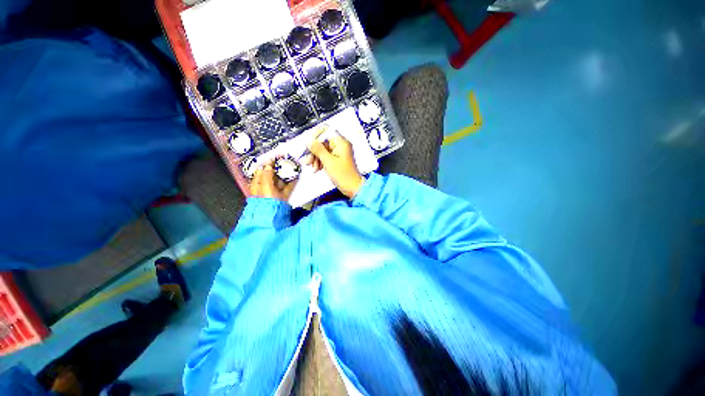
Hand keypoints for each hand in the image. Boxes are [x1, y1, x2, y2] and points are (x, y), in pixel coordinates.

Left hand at [250, 159, 296, 201]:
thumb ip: (266, 174)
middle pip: (271, 174)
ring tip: (291, 167)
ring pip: (280, 180)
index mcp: (257, 183)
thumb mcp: (265, 185)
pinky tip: (296, 177)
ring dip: (286, 173)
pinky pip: (287, 187)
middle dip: (278, 167)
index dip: (268, 162)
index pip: (261, 169)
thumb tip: (268, 165)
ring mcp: (274, 191)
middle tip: (285, 161)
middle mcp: (265, 187)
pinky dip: (291, 182)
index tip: (275, 157)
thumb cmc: (265, 202)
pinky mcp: (282, 196)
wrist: (272, 215)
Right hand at [305, 129, 363, 197]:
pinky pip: (326, 156)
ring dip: (316, 157)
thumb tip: (309, 141)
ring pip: (323, 149)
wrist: (352, 188)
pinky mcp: (338, 159)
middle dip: (314, 151)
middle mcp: (341, 145)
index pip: (326, 131)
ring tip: (313, 167)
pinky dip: (320, 161)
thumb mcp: (328, 161)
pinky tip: (317, 168)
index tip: (309, 146)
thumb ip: (318, 149)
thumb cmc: (343, 175)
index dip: (315, 137)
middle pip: (323, 141)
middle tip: (308, 160)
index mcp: (341, 142)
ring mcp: (339, 152)